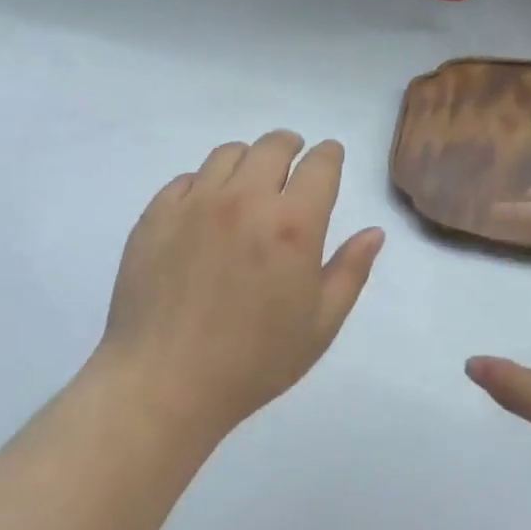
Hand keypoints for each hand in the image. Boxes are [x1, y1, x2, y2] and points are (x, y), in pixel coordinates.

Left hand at [95, 131, 383, 442]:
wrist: (163, 384)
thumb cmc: (253, 361)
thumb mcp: (320, 324)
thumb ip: (351, 270)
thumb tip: (374, 232)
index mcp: (292, 225)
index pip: (320, 164)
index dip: (329, 155)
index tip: (329, 158)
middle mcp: (245, 200)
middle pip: (273, 145)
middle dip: (291, 146)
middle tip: (292, 164)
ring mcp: (195, 203)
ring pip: (228, 153)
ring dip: (248, 160)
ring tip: (249, 184)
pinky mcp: (157, 214)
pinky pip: (187, 178)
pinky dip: (205, 183)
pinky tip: (206, 211)